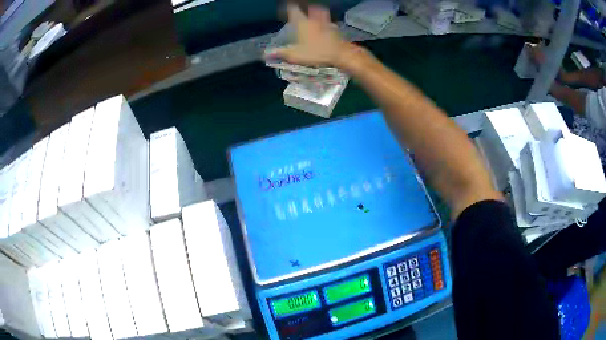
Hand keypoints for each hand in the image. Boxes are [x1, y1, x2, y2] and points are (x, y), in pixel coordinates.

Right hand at [265, 5, 350, 67]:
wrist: (340, 54)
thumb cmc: (316, 52)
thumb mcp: (295, 55)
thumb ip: (280, 53)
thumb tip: (264, 55)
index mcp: (302, 22)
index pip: (293, 9)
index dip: (288, 6)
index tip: (285, 6)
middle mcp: (314, 19)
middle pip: (310, 7)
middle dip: (306, 6)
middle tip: (303, 7)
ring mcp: (326, 23)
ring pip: (321, 12)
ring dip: (317, 11)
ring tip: (314, 13)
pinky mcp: (335, 29)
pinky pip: (329, 22)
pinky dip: (326, 22)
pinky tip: (326, 26)